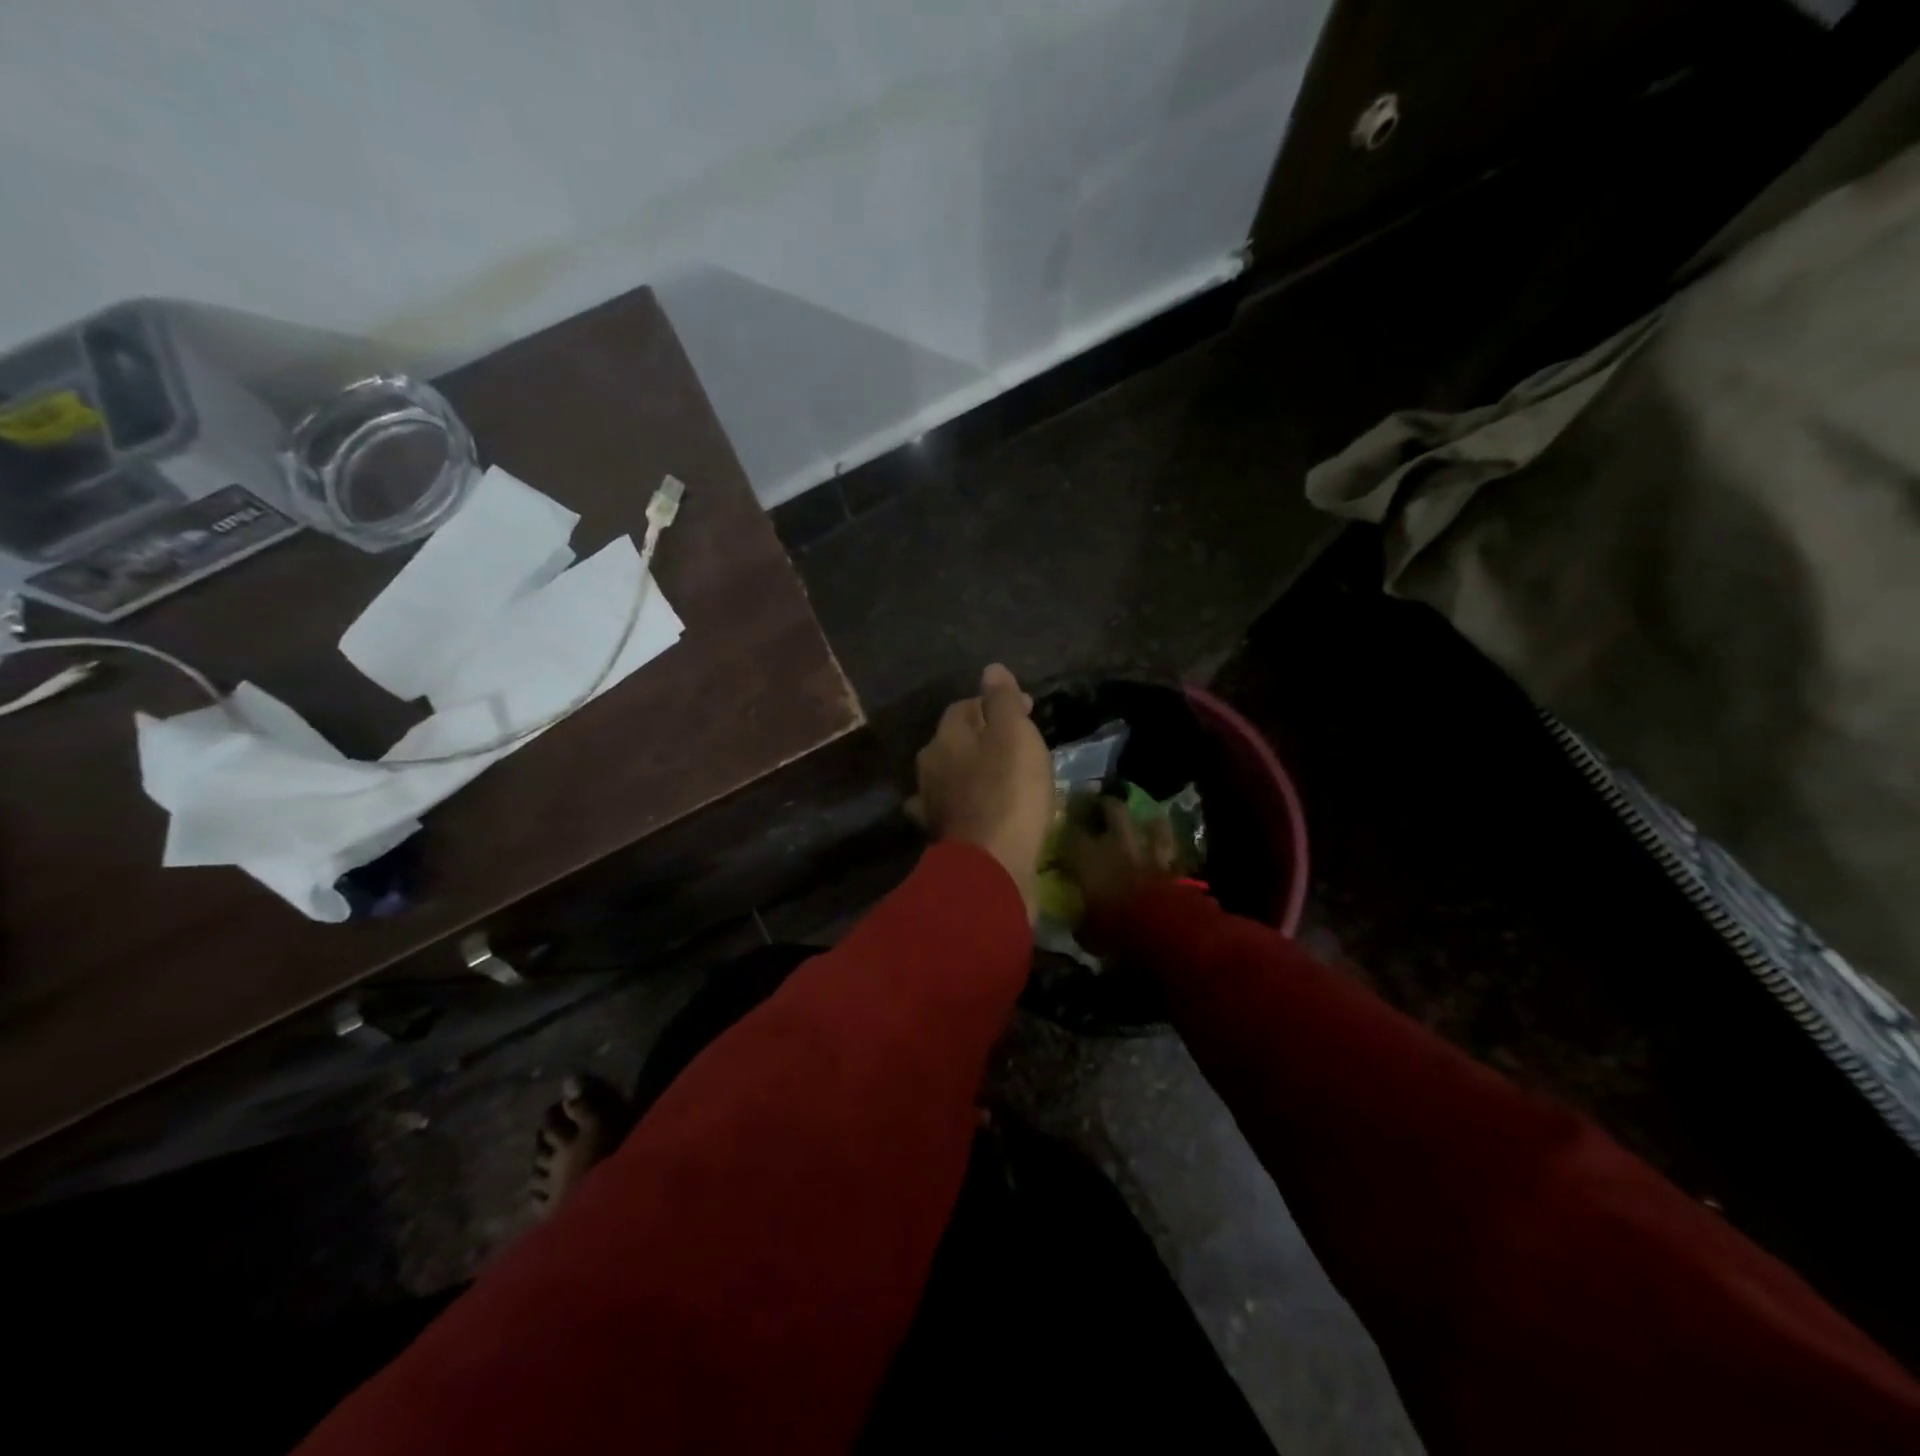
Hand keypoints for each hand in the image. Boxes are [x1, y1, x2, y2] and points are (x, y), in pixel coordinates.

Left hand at [913, 664, 1053, 916]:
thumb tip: (990, 670)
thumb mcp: (1014, 735)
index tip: (1027, 709)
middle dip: (984, 737)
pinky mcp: (944, 837)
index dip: (995, 704)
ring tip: (1008, 776)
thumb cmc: (1008, 792)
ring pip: (954, 776)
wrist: (992, 866)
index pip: (964, 708)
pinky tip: (985, 810)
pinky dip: (972, 804)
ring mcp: (932, 805)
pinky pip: (959, 809)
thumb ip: (1001, 701)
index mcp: (944, 739)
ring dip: (976, 771)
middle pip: (956, 742)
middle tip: (1020, 743)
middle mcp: (929, 768)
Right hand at [1057, 796, 1178, 925]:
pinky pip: (1169, 844)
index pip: (1072, 833)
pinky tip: (1162, 839)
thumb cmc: (1116, 930)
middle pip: (1112, 810)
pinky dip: (1164, 839)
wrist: (1163, 930)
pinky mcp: (1173, 863)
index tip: (1064, 826)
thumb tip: (1076, 922)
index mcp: (1088, 858)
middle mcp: (1117, 845)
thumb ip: (1080, 921)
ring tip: (1137, 819)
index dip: (1068, 827)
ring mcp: (1148, 850)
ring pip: (1146, 821)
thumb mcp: (1087, 932)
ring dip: (1142, 819)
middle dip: (1105, 804)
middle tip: (1099, 805)